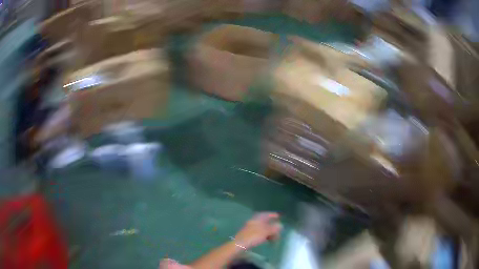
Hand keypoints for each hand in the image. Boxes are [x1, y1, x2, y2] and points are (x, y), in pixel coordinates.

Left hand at [234, 212, 281, 249]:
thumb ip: (273, 228)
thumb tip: (280, 225)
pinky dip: (265, 236)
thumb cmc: (253, 236)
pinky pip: (259, 234)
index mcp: (256, 219)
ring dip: (269, 233)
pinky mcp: (249, 236)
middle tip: (278, 231)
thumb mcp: (265, 231)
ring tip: (274, 238)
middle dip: (272, 226)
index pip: (265, 214)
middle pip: (265, 222)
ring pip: (262, 229)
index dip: (272, 215)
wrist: (239, 245)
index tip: (278, 216)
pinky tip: (267, 240)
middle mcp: (253, 222)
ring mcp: (250, 229)